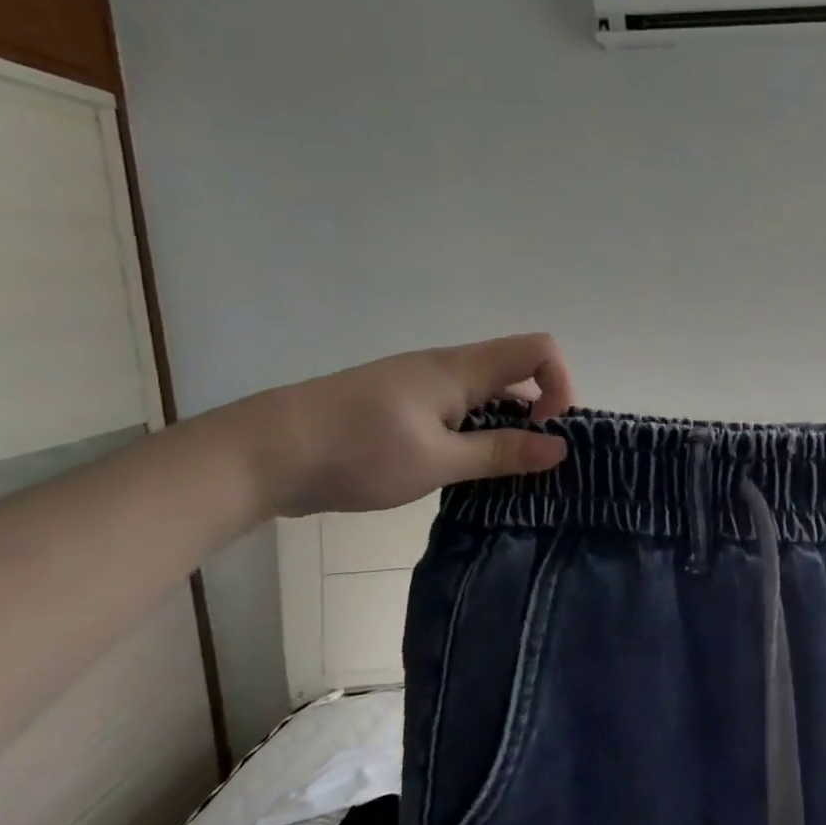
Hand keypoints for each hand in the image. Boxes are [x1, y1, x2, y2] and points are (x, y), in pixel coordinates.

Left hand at [239, 334, 575, 518]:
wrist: (263, 453)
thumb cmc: (357, 452)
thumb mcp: (438, 461)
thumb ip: (501, 452)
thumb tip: (561, 447)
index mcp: (460, 370)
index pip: (539, 350)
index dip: (560, 385)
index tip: (549, 433)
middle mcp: (446, 367)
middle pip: (516, 371)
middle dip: (539, 411)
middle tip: (534, 462)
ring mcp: (420, 385)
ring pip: (486, 393)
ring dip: (506, 427)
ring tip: (502, 474)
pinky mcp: (401, 406)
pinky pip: (457, 410)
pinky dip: (475, 433)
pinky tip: (462, 471)